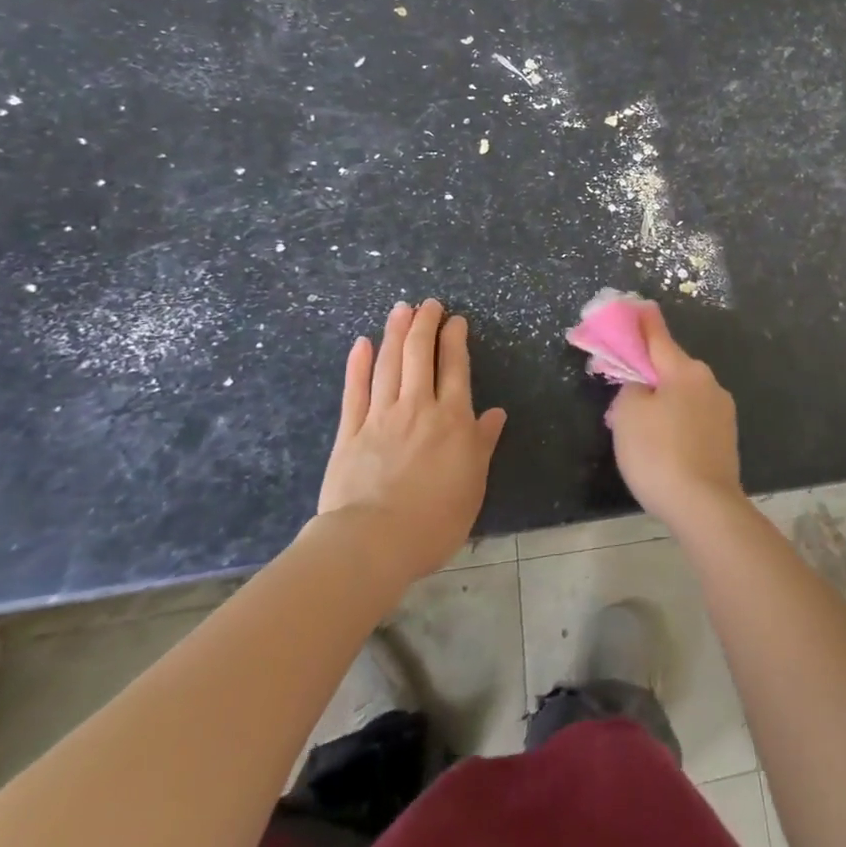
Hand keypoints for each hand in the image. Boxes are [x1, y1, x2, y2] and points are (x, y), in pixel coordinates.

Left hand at [315, 300, 507, 579]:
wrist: (373, 542)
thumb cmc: (434, 518)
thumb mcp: (473, 484)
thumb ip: (482, 444)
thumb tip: (495, 413)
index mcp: (452, 419)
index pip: (455, 367)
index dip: (455, 339)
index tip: (455, 319)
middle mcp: (417, 407)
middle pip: (420, 355)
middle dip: (425, 324)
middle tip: (428, 304)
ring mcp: (380, 417)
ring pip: (389, 364)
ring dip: (395, 333)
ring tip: (401, 309)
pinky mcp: (349, 433)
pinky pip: (355, 391)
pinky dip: (359, 365)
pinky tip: (362, 344)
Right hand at [605, 302, 742, 528]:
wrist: (705, 507)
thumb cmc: (659, 454)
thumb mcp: (627, 415)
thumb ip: (630, 388)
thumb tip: (642, 386)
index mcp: (684, 369)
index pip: (657, 335)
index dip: (642, 321)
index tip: (637, 306)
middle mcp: (708, 381)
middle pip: (671, 366)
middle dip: (649, 371)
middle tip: (624, 386)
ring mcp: (722, 410)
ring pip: (684, 393)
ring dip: (664, 399)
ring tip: (643, 426)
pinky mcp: (726, 437)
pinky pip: (694, 417)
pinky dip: (678, 421)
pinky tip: (666, 445)